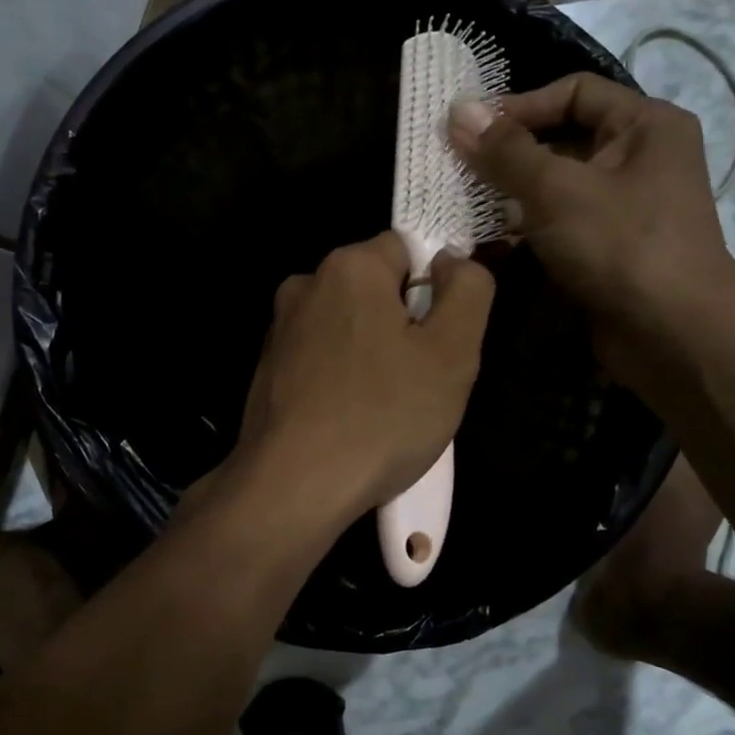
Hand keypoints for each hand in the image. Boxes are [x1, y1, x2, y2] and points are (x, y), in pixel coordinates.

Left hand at [228, 231, 493, 530]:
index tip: (442, 339)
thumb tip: (452, 260)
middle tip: (421, 379)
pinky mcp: (267, 370)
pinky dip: (341, 378)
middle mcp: (305, 285)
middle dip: (404, 324)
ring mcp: (279, 329)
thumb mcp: (453, 352)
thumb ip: (468, 289)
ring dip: (373, 353)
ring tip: (386, 407)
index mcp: (349, 267)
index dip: (435, 289)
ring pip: (348, 326)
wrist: (293, 486)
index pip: (408, 249)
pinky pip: (322, 358)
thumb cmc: (382, 416)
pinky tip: (351, 420)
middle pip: (375, 288)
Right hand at [448, 73, 734, 379]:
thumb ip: (505, 151)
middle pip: (564, 138)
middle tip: (458, 168)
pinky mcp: (611, 248)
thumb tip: (457, 110)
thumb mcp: (556, 189)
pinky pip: (562, 223)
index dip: (520, 105)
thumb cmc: (620, 245)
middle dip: (510, 154)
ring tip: (464, 203)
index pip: (574, 92)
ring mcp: (627, 207)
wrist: (674, 335)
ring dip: (512, 194)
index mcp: (645, 124)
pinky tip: (488, 240)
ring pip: (558, 186)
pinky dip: (527, 228)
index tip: (469, 130)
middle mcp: (641, 158)